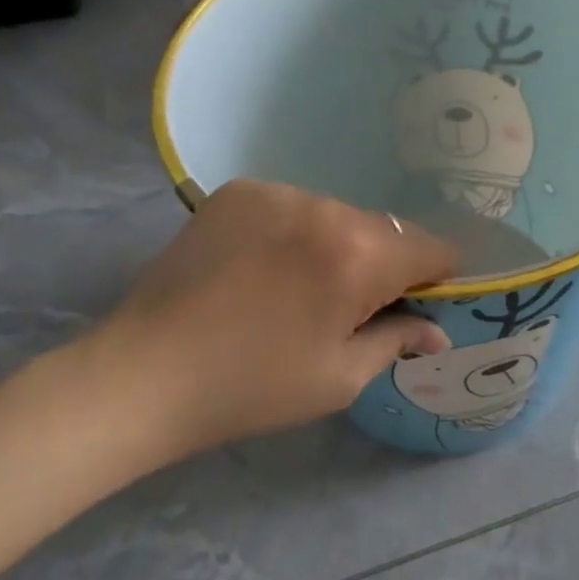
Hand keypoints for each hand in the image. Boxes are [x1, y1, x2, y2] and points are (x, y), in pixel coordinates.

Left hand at [76, 179, 457, 466]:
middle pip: (386, 230)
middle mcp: (326, 208)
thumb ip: (398, 341)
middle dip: (383, 264)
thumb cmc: (251, 387)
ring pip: (338, 216)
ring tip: (296, 288)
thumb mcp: (339, 378)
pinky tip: (262, 267)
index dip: (436, 277)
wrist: (142, 376)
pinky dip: (293, 232)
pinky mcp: (239, 192)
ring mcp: (278, 193)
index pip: (433, 248)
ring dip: (336, 245)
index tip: (416, 304)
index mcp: (359, 256)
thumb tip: (436, 331)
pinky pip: (293, 206)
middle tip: (347, 307)